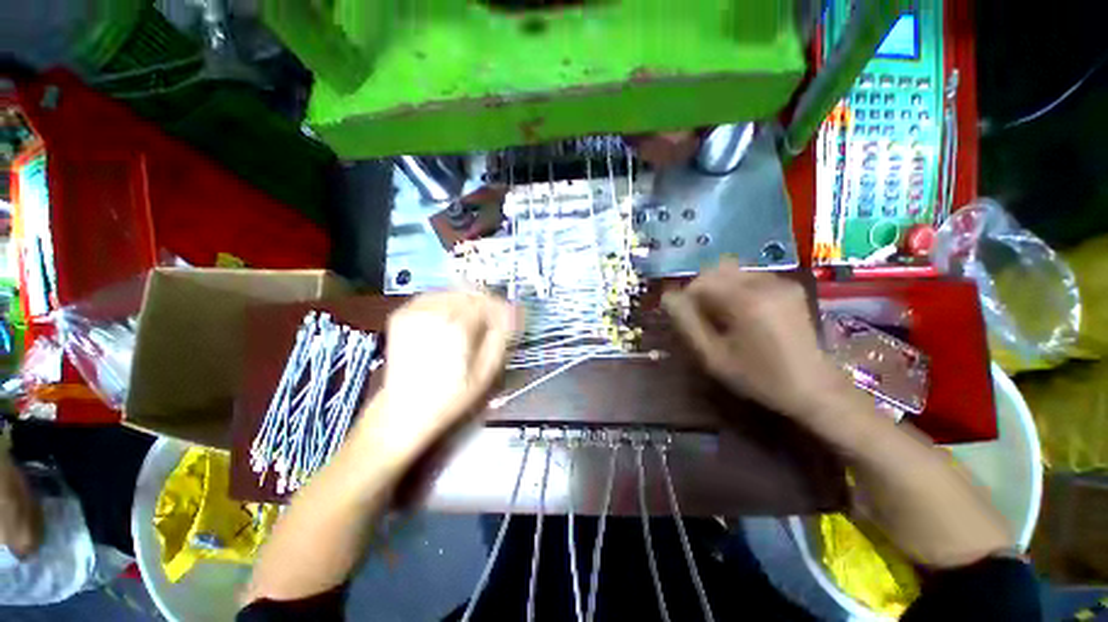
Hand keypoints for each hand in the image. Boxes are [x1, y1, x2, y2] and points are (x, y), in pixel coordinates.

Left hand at [354, 291, 518, 464]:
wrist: (405, 409)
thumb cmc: (451, 395)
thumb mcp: (487, 370)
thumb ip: (502, 335)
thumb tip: (513, 312)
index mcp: (457, 324)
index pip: (487, 301)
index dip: (502, 307)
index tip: (509, 318)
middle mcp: (434, 310)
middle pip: (470, 292)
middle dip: (486, 303)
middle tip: (493, 320)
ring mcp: (415, 310)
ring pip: (452, 291)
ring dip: (467, 301)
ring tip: (473, 321)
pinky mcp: (402, 314)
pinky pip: (433, 296)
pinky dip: (448, 303)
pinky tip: (451, 320)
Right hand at [662, 259, 851, 420]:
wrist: (814, 387)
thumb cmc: (759, 377)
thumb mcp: (714, 356)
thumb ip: (687, 323)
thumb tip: (668, 297)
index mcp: (746, 301)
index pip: (700, 282)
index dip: (687, 299)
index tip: (690, 321)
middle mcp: (765, 282)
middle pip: (716, 270)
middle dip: (702, 290)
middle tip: (705, 318)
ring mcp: (780, 281)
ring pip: (732, 271)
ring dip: (718, 288)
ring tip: (724, 316)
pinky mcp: (789, 286)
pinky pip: (749, 276)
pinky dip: (736, 288)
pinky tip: (742, 312)